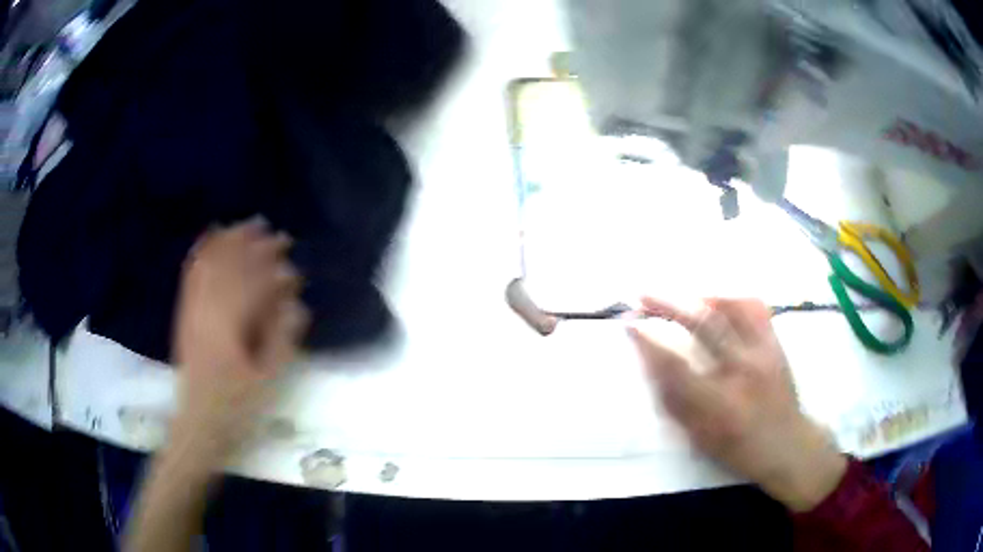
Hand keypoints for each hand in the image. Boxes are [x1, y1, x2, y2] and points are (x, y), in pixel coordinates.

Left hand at [171, 218, 307, 464]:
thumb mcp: (268, 381)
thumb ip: (282, 339)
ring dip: (231, 241)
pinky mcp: (185, 313)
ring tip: (250, 226)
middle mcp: (208, 309)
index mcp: (230, 327)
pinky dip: (203, 251)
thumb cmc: (237, 407)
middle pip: (233, 266)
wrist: (199, 423)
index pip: (254, 284)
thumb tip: (296, 304)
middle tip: (279, 235)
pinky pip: (192, 273)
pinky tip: (213, 237)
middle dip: (257, 247)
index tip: (294, 262)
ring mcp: (193, 309)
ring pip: (211, 263)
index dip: (276, 269)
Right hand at [629, 297, 846, 511]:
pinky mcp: (776, 343)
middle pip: (703, 325)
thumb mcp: (700, 438)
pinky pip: (754, 307)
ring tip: (680, 296)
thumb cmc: (739, 448)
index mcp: (720, 404)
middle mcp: (743, 371)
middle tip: (644, 295)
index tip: (629, 323)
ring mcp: (764, 352)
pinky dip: (731, 298)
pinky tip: (717, 300)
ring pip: (731, 306)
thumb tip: (652, 366)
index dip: (649, 341)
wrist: (788, 443)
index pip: (677, 364)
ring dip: (699, 296)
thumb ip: (675, 402)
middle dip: (668, 304)